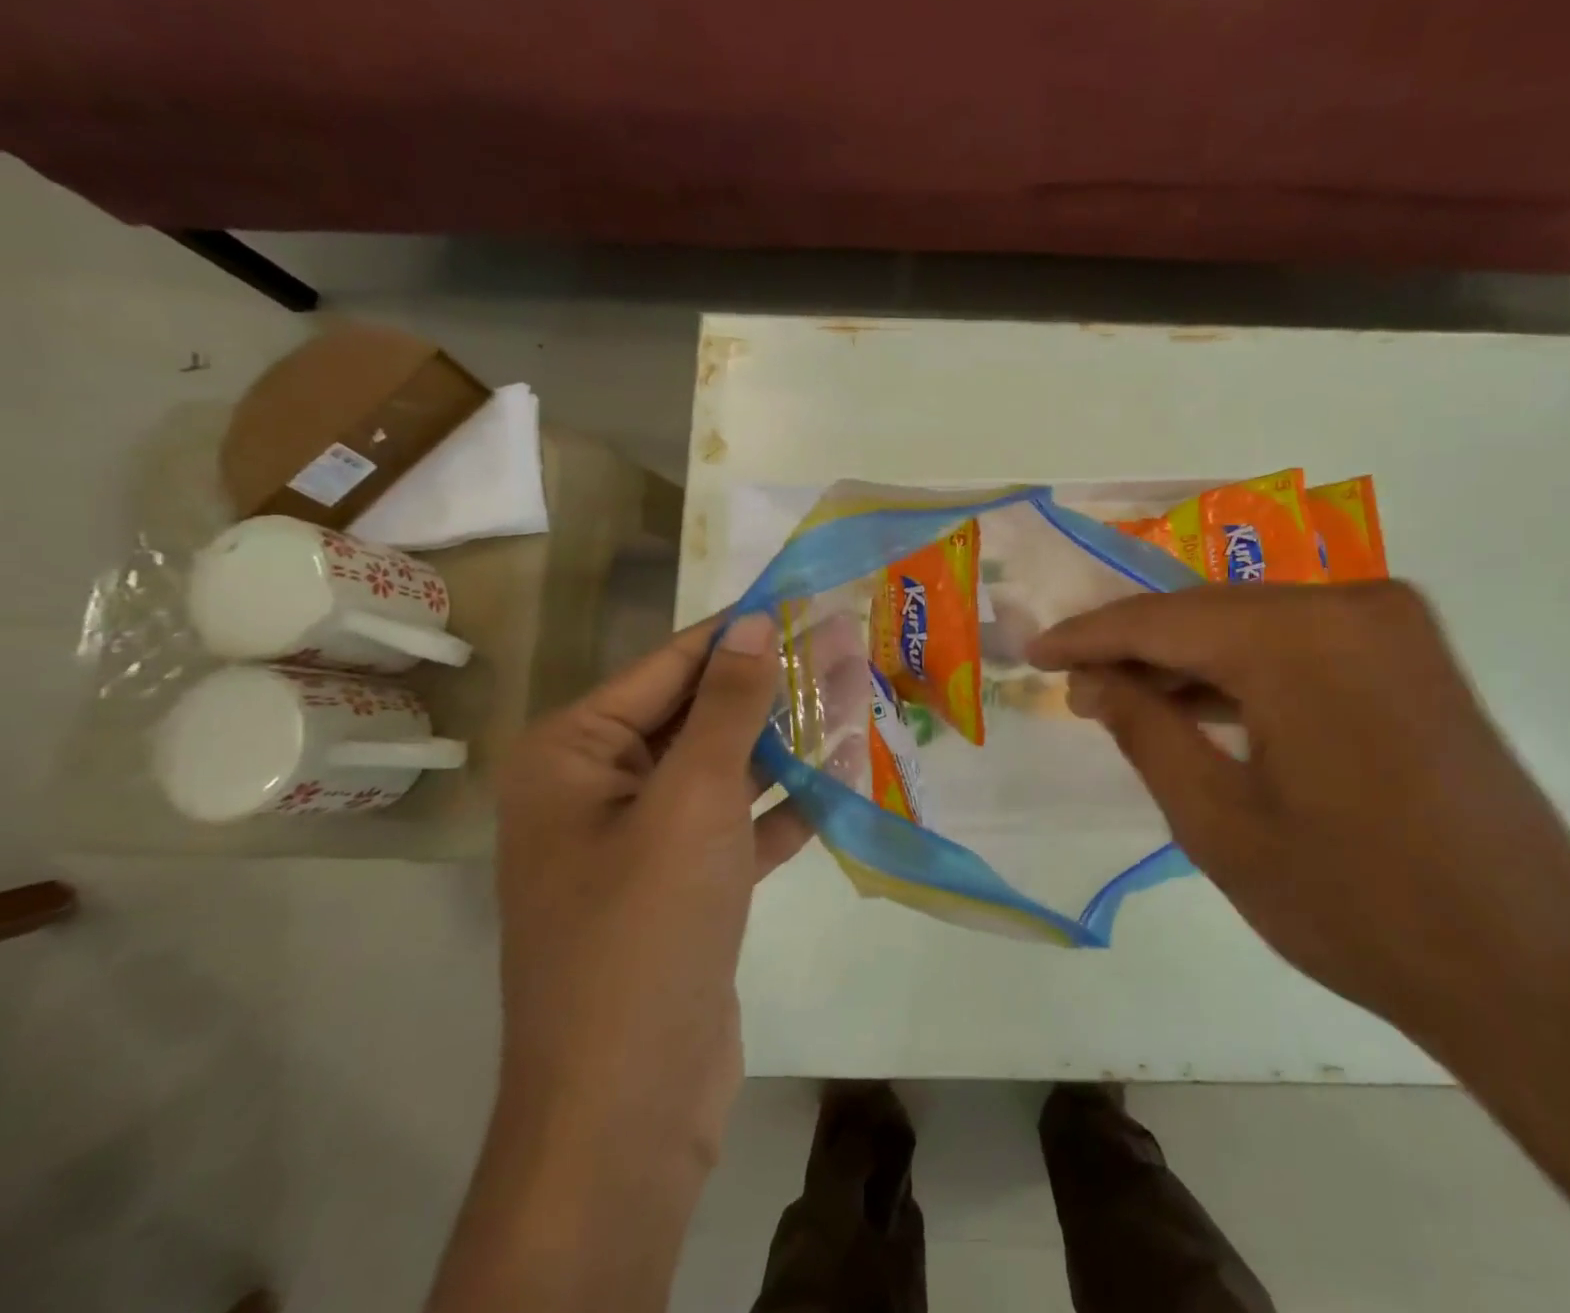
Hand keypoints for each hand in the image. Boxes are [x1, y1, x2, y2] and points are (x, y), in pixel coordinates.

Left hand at [492, 613, 808, 1164]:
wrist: (628, 1108)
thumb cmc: (646, 929)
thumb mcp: (692, 800)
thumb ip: (727, 705)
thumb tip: (754, 622)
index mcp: (574, 753)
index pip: (672, 664)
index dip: (744, 629)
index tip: (807, 598)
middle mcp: (598, 787)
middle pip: (702, 714)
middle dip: (776, 684)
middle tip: (851, 645)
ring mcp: (642, 840)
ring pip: (726, 768)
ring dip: (789, 740)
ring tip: (860, 695)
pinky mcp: (682, 886)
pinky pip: (737, 824)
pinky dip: (785, 804)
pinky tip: (844, 775)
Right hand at [1028, 583, 1569, 1055]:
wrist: (1532, 975)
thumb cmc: (1353, 905)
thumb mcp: (1217, 823)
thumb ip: (1144, 731)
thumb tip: (1091, 680)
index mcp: (1298, 638)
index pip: (1162, 621)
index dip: (1088, 636)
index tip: (1034, 653)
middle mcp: (1351, 604)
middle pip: (1209, 613)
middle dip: (1136, 648)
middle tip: (1076, 683)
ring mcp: (1393, 625)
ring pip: (1255, 625)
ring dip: (1189, 660)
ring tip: (1126, 698)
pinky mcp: (1415, 655)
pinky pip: (1301, 644)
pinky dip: (1246, 670)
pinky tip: (1203, 704)